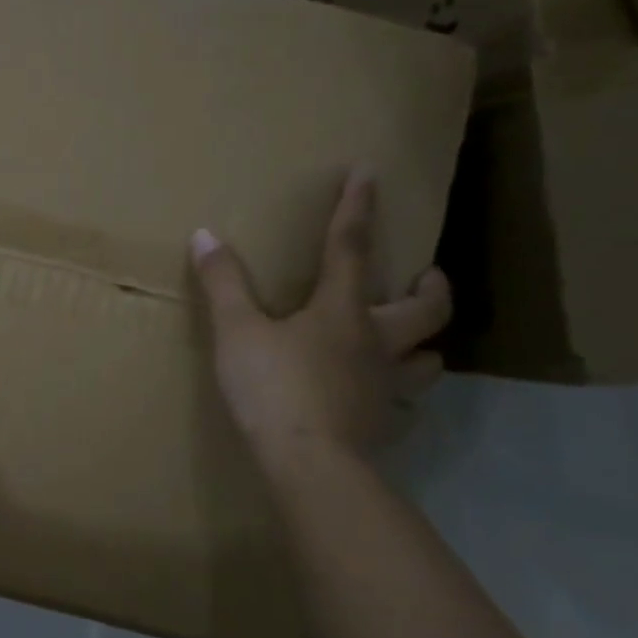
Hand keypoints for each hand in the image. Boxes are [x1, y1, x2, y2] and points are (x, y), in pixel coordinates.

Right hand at [191, 172, 450, 460]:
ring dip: (425, 345)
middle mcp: (376, 342)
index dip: (357, 207)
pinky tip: (379, 399)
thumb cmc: (274, 388)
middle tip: (425, 277)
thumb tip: (205, 235)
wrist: (309, 465)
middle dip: (431, 287)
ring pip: (427, 360)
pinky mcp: (381, 425)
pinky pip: (402, 404)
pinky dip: (397, 395)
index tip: (369, 172)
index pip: (351, 247)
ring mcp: (384, 387)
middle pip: (427, 309)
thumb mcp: (237, 331)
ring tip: (410, 342)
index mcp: (342, 311)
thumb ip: (223, 284)